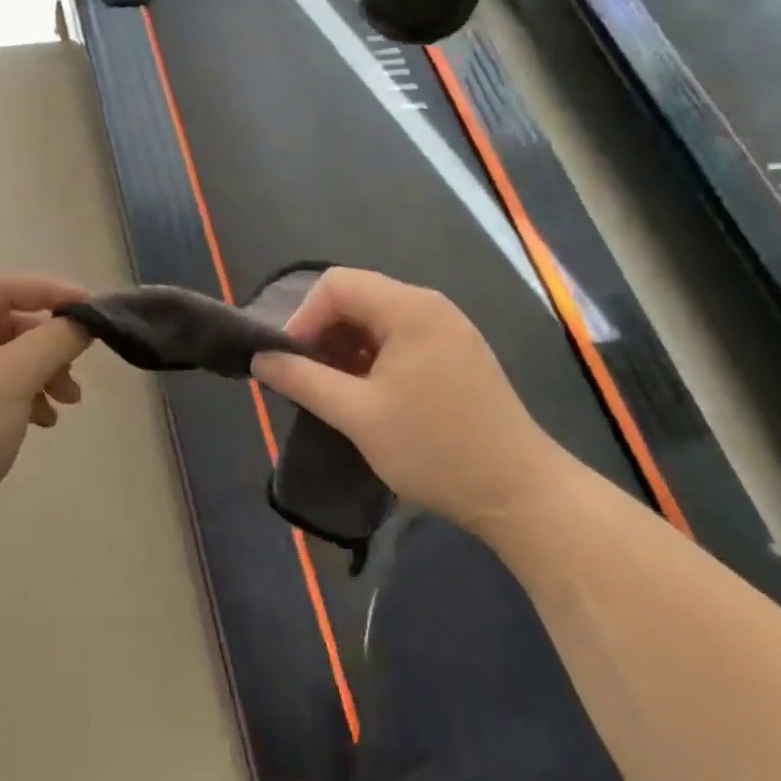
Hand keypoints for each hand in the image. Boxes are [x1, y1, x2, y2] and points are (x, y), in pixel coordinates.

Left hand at [0, 277, 91, 564]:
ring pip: (8, 362)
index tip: (94, 310)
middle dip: (49, 344)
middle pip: (9, 325)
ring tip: (67, 401)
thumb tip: (88, 320)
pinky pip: (0, 393)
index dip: (52, 293)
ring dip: (43, 374)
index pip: (5, 289)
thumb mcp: (12, 376)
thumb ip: (56, 340)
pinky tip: (44, 423)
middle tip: (77, 367)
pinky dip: (27, 400)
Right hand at [251, 268, 559, 524]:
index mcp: (409, 308)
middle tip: (305, 379)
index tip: (289, 362)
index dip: (302, 317)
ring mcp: (448, 331)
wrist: (520, 495)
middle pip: (357, 298)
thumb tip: (260, 359)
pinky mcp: (456, 356)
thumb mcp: (357, 415)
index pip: (336, 285)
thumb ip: (302, 380)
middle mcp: (430, 307)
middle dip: (322, 334)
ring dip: (345, 349)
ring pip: (376, 321)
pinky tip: (365, 395)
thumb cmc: (434, 448)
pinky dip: (371, 359)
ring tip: (331, 391)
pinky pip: (399, 340)